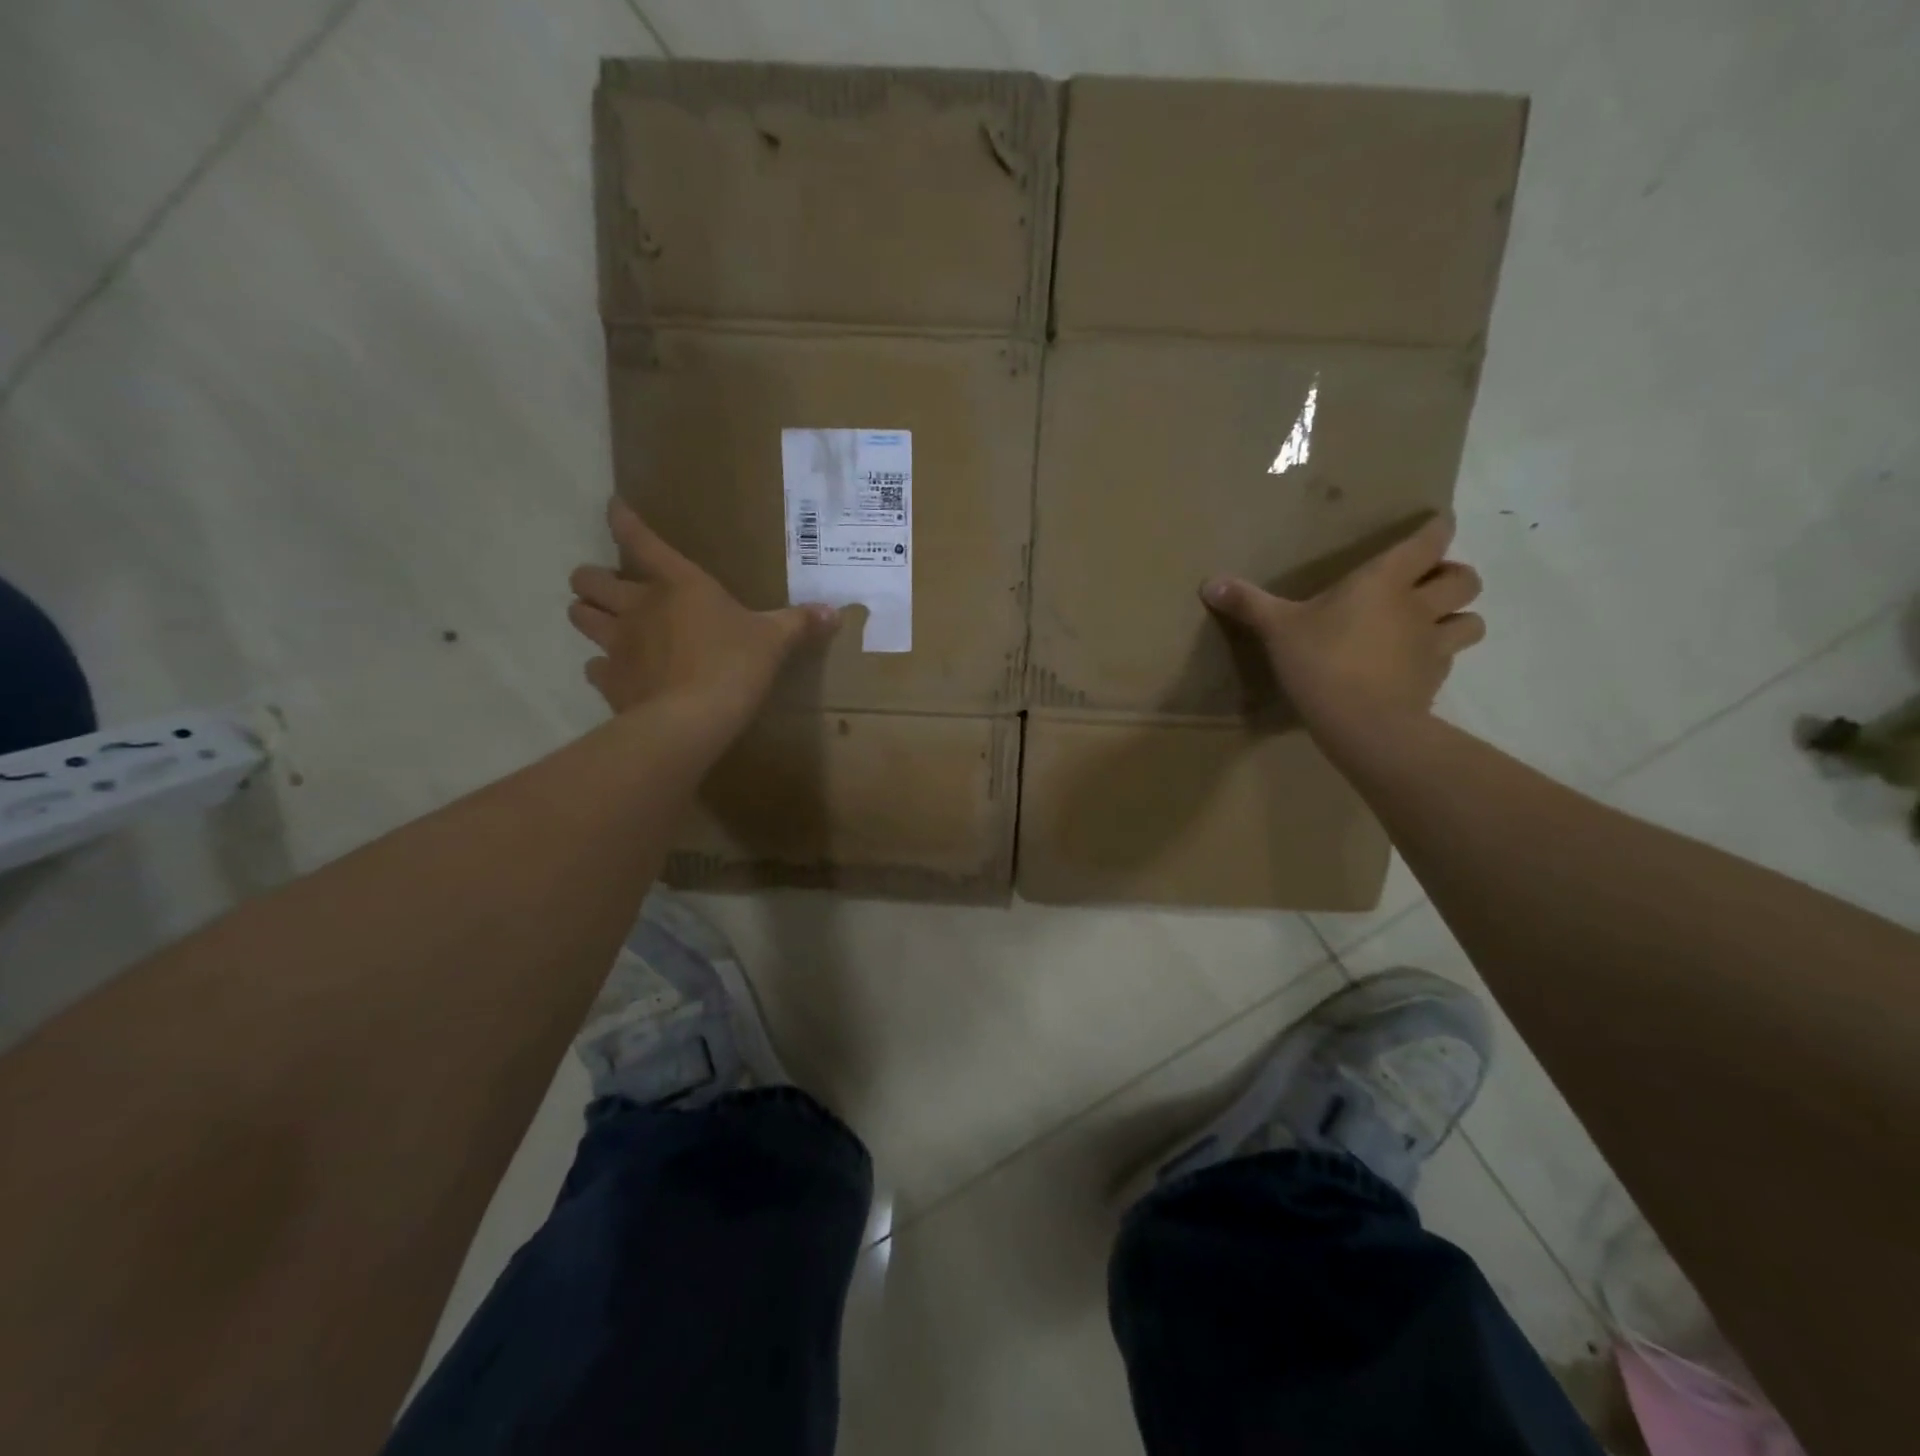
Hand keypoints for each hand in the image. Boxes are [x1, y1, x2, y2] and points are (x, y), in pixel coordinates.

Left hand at [567, 499, 838, 736]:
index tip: (613, 507)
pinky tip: (619, 674)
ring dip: (588, 615)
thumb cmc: (735, 665)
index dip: (622, 520)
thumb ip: (799, 623)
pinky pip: (593, 668)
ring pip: (580, 617)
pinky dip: (602, 668)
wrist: (693, 720)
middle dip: (593, 579)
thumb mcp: (774, 641)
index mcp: (678, 584)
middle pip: (588, 579)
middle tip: (611, 589)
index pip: (639, 539)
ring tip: (605, 624)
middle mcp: (638, 606)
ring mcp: (617, 644)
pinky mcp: (609, 681)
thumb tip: (835, 612)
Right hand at [1201, 515, 1483, 730]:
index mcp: (1384, 582)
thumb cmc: (1320, 662)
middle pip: (1465, 578)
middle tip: (1428, 584)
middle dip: (1453, 576)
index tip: (1434, 525)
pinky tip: (1414, 668)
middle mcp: (1419, 606)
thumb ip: (1247, 603)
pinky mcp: (1434, 682)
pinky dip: (1438, 659)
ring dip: (1458, 618)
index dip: (1436, 529)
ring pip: (1472, 621)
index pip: (1430, 540)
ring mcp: (1433, 646)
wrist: (1362, 723)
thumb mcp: (1277, 629)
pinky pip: (1449, 662)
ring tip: (1434, 625)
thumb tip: (1208, 582)